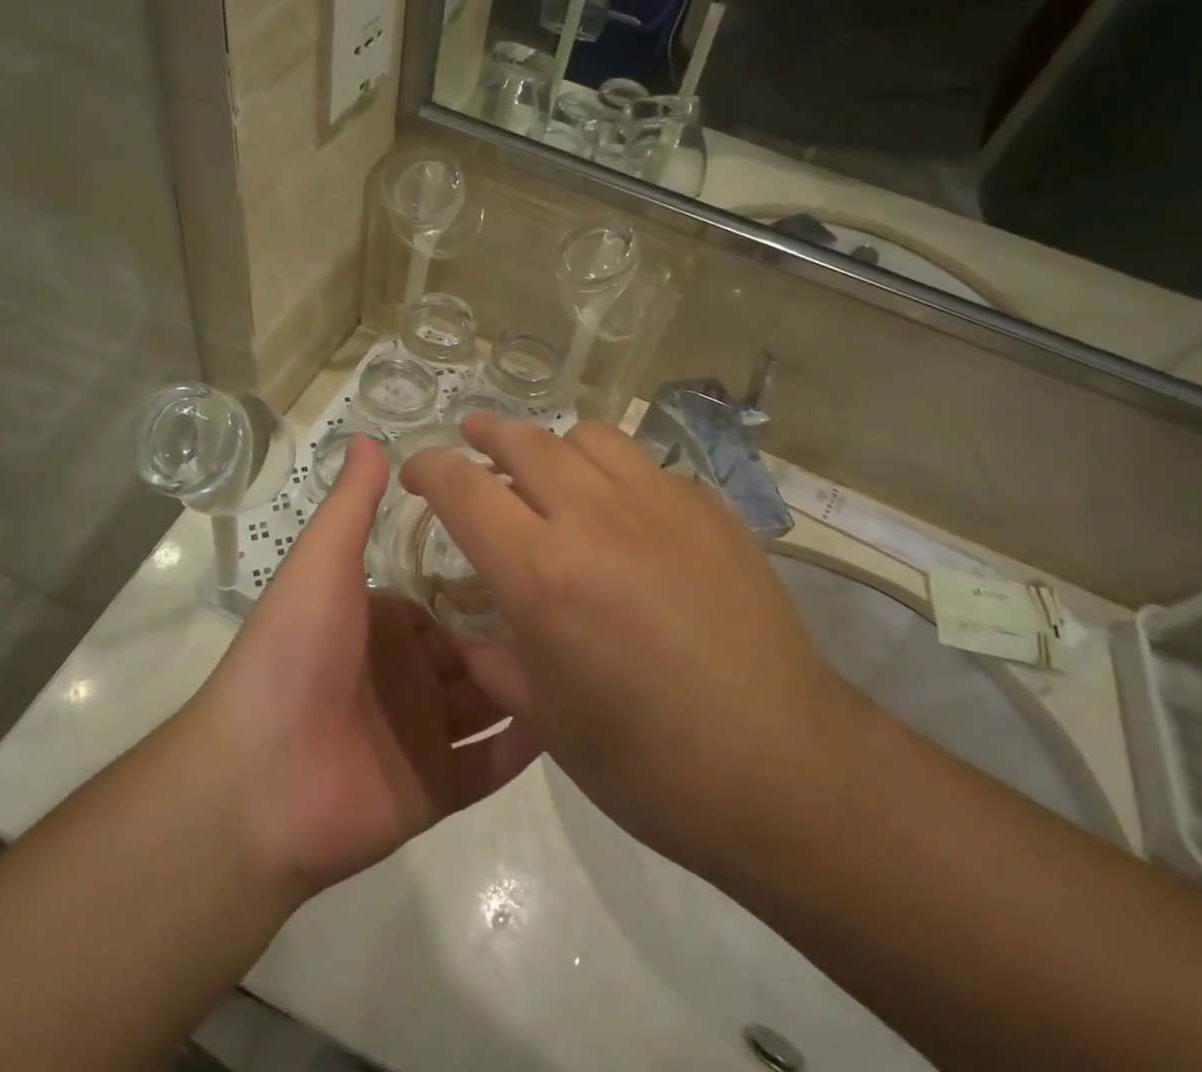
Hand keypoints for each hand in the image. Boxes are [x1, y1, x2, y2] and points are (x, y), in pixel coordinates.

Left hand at [194, 436, 538, 897]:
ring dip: (530, 683)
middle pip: (475, 650)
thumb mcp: (323, 562)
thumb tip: (369, 435)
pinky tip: (575, 716)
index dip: (486, 580)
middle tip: (582, 608)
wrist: (255, 782)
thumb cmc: (294, 653)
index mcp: (382, 623)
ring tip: (594, 655)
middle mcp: (405, 675)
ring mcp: (422, 735)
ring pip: (490, 703)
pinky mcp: (434, 790)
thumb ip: (352, 504)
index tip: (540, 555)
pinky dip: (525, 746)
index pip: (446, 599)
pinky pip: (490, 765)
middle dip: (518, 633)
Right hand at [400, 416, 856, 879]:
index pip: (464, 488)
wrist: (784, 768)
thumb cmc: (649, 763)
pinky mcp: (711, 508)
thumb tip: (479, 632)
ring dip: (554, 446)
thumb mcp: (547, 720)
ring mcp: (661, 503)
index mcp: (543, 573)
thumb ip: (497, 660)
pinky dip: (615, 474)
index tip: (417, 469)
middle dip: (486, 434)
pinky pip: (646, 466)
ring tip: (550, 471)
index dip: (429, 468)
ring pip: (588, 437)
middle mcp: (596, 517)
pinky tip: (626, 514)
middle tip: (472, 437)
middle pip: (525, 441)